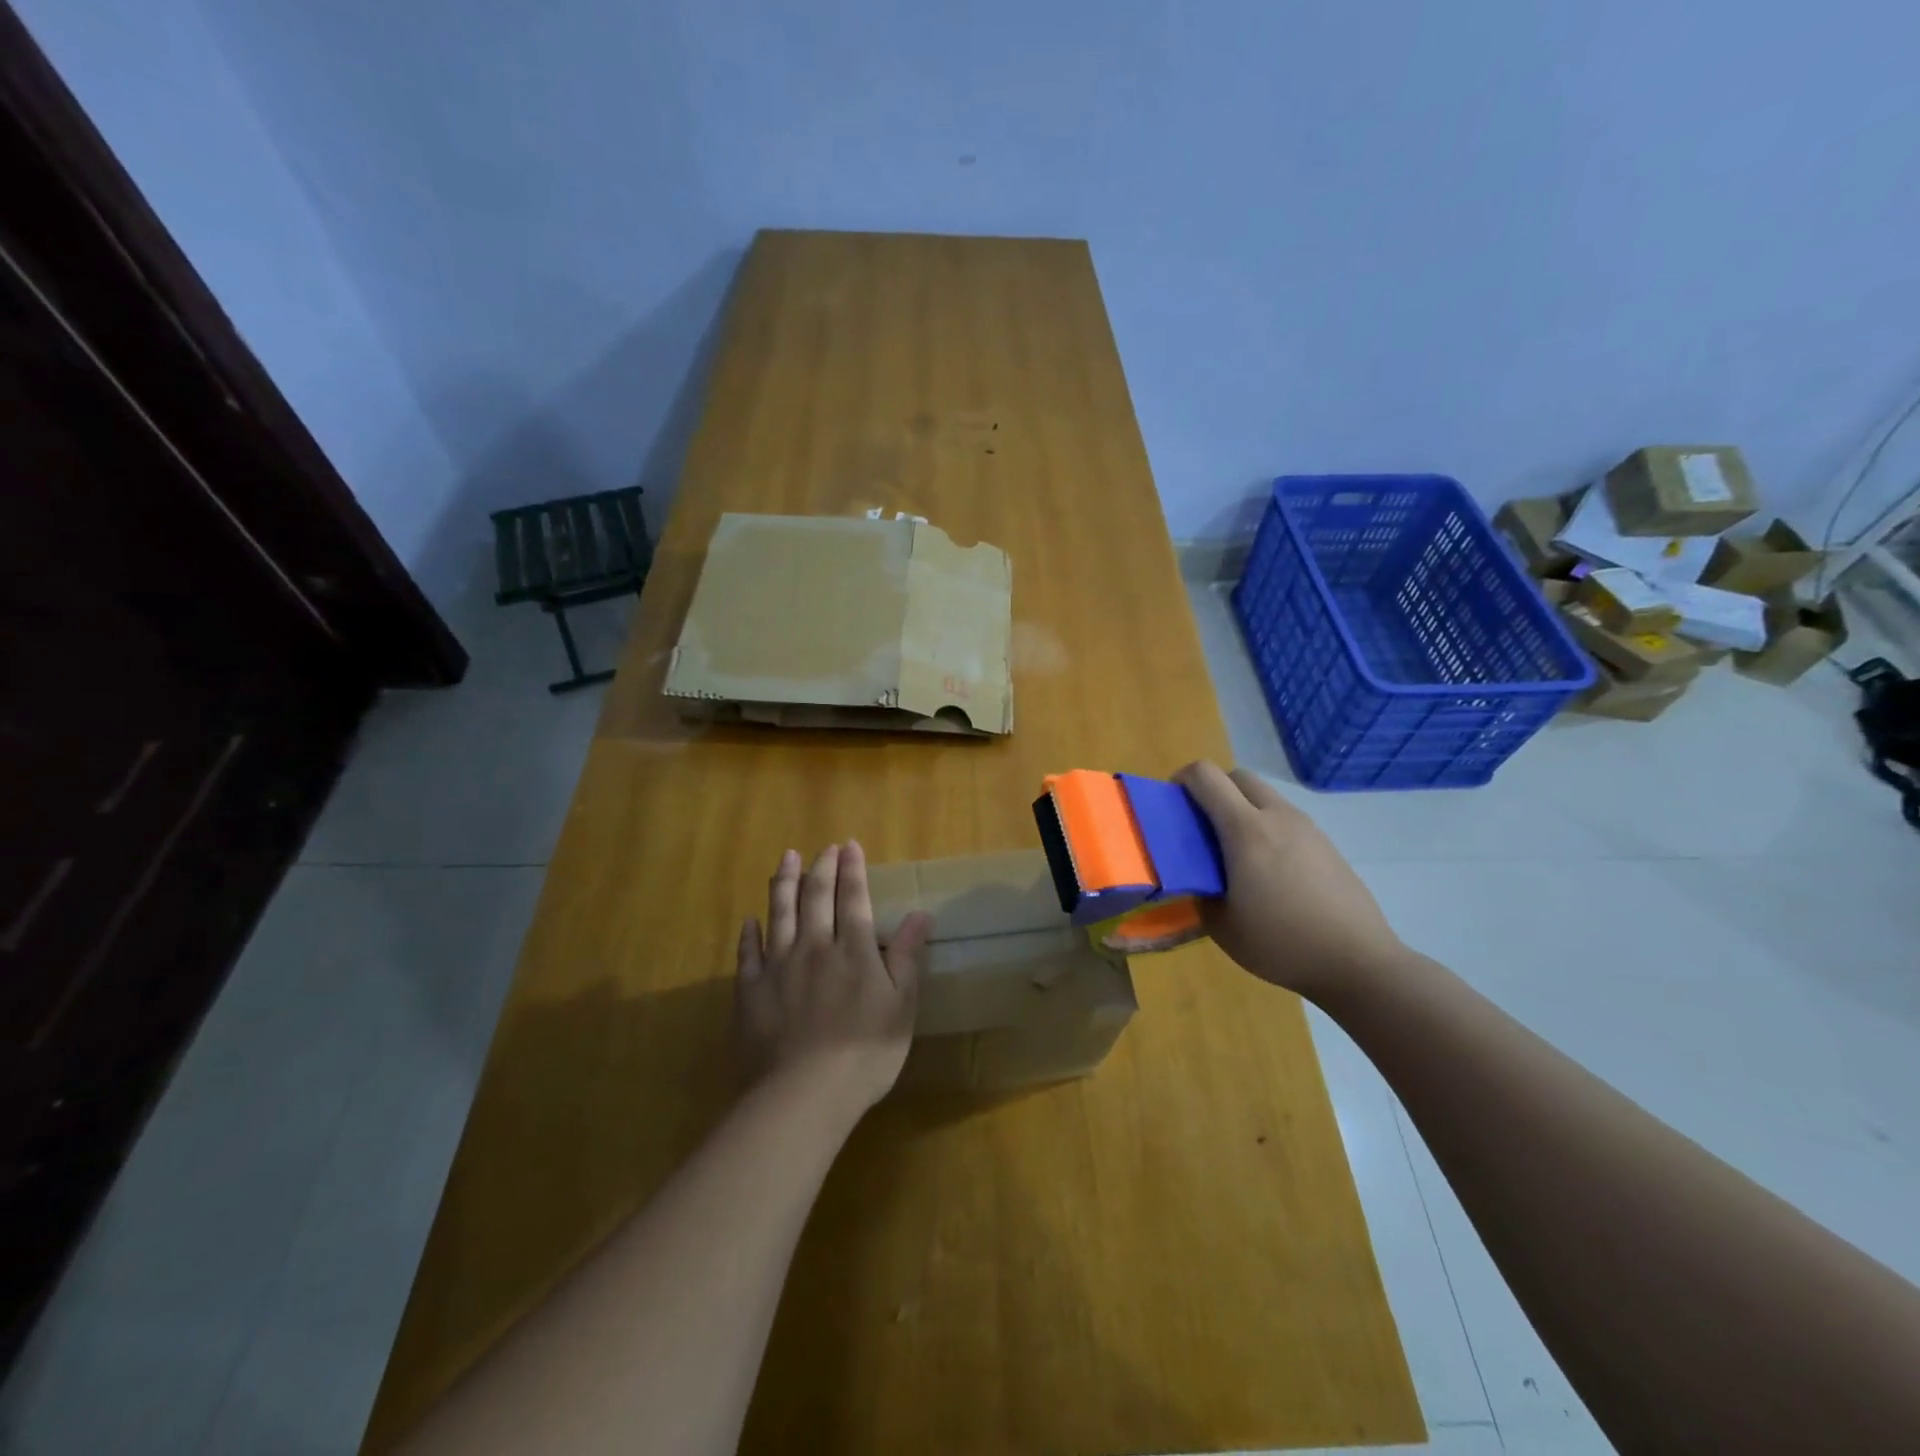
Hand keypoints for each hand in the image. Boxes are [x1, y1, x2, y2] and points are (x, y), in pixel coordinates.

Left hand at [735, 841, 933, 1114]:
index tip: (849, 846)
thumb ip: (907, 957)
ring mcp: (778, 967)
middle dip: (820, 867)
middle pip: (815, 897)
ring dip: (783, 883)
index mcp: (853, 950)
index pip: (853, 898)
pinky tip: (750, 920)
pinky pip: (748, 953)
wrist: (803, 1095)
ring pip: (779, 913)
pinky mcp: (751, 991)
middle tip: (823, 848)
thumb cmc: (864, 1054)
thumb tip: (920, 914)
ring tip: (785, 859)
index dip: (852, 869)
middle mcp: (814, 947)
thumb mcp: (901, 1007)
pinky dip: (750, 933)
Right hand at [1175, 761, 1404, 1001]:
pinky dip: (1266, 827)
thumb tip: (1194, 876)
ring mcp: (1307, 827)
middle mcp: (1277, 816)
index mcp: (1245, 830)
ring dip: (1241, 808)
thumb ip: (1198, 890)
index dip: (1181, 780)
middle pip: (1237, 776)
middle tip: (1201, 826)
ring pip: (1265, 796)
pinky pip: (1285, 818)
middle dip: (1213, 790)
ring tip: (1234, 853)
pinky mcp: (1326, 844)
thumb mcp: (1221, 926)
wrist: (1358, 962)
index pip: (1206, 776)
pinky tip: (1268, 871)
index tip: (1171, 806)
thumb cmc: (1282, 943)